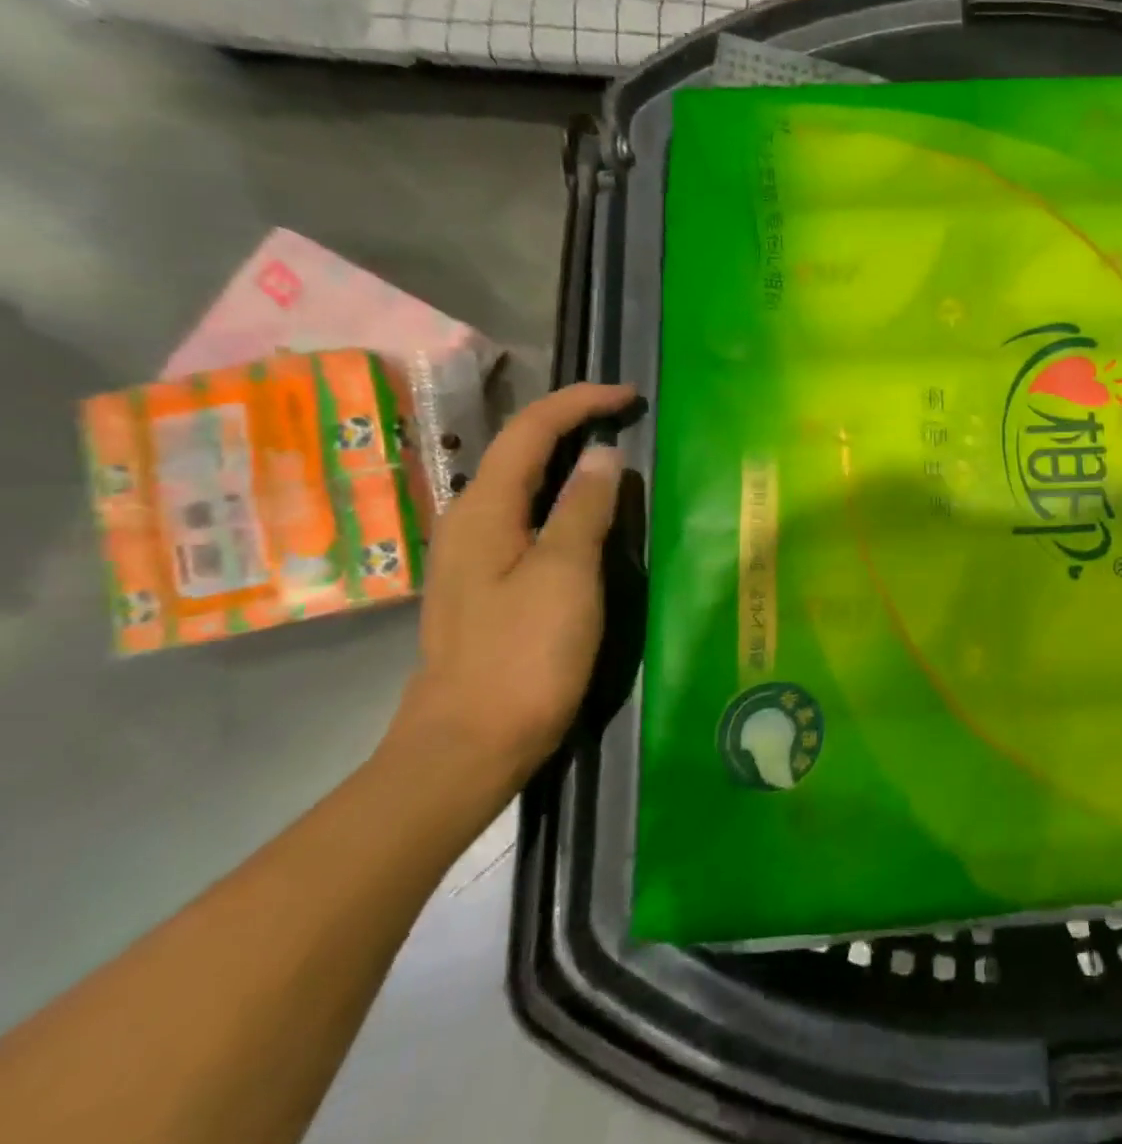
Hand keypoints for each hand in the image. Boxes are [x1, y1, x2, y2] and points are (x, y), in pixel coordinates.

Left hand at [386, 383, 636, 796]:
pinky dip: (564, 499)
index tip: (631, 397)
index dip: (580, 402)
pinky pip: (530, 519)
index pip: (531, 430)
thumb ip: (584, 509)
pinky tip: (591, 516)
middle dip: (573, 423)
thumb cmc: (522, 656)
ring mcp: (476, 555)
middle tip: (628, 419)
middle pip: (521, 451)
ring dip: (569, 460)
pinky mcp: (490, 584)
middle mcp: (470, 521)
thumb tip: (604, 457)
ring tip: (618, 456)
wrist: (468, 746)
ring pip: (525, 485)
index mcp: (483, 510)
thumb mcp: (564, 575)